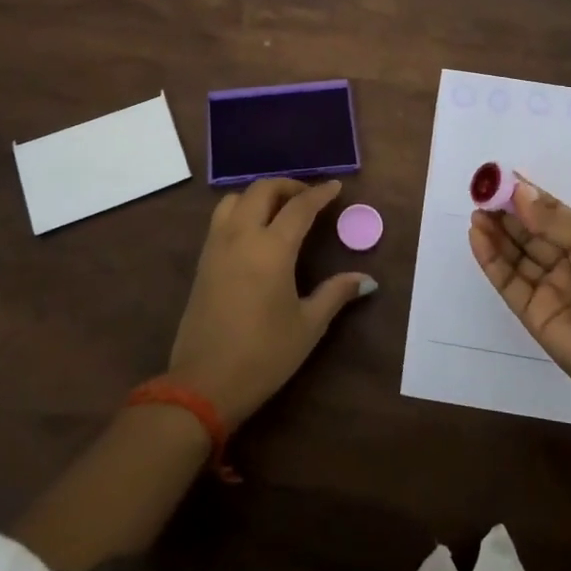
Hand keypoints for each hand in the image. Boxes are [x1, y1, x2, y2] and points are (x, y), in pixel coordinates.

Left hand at [167, 178, 376, 427]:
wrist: (203, 384)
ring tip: (279, 209)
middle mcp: (241, 237)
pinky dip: (241, 210)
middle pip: (262, 190)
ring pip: (235, 199)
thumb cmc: (264, 355)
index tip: (336, 187)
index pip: (299, 207)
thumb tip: (367, 280)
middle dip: (288, 185)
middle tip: (308, 197)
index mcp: (272, 249)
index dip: (320, 194)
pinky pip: (221, 219)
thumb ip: (336, 294)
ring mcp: (216, 247)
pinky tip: (255, 231)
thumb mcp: (308, 325)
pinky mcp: (203, 262)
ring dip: (259, 194)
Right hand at [468, 179, 570, 416]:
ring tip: (477, 212)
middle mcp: (568, 264)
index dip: (529, 197)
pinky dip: (490, 259)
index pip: (553, 214)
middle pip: (530, 233)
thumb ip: (558, 223)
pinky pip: (507, 281)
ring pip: (515, 255)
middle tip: (482, 193)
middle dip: (507, 213)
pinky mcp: (531, 313)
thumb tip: (520, 194)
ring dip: (496, 233)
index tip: (502, 178)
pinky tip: (477, 236)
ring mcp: (549, 289)